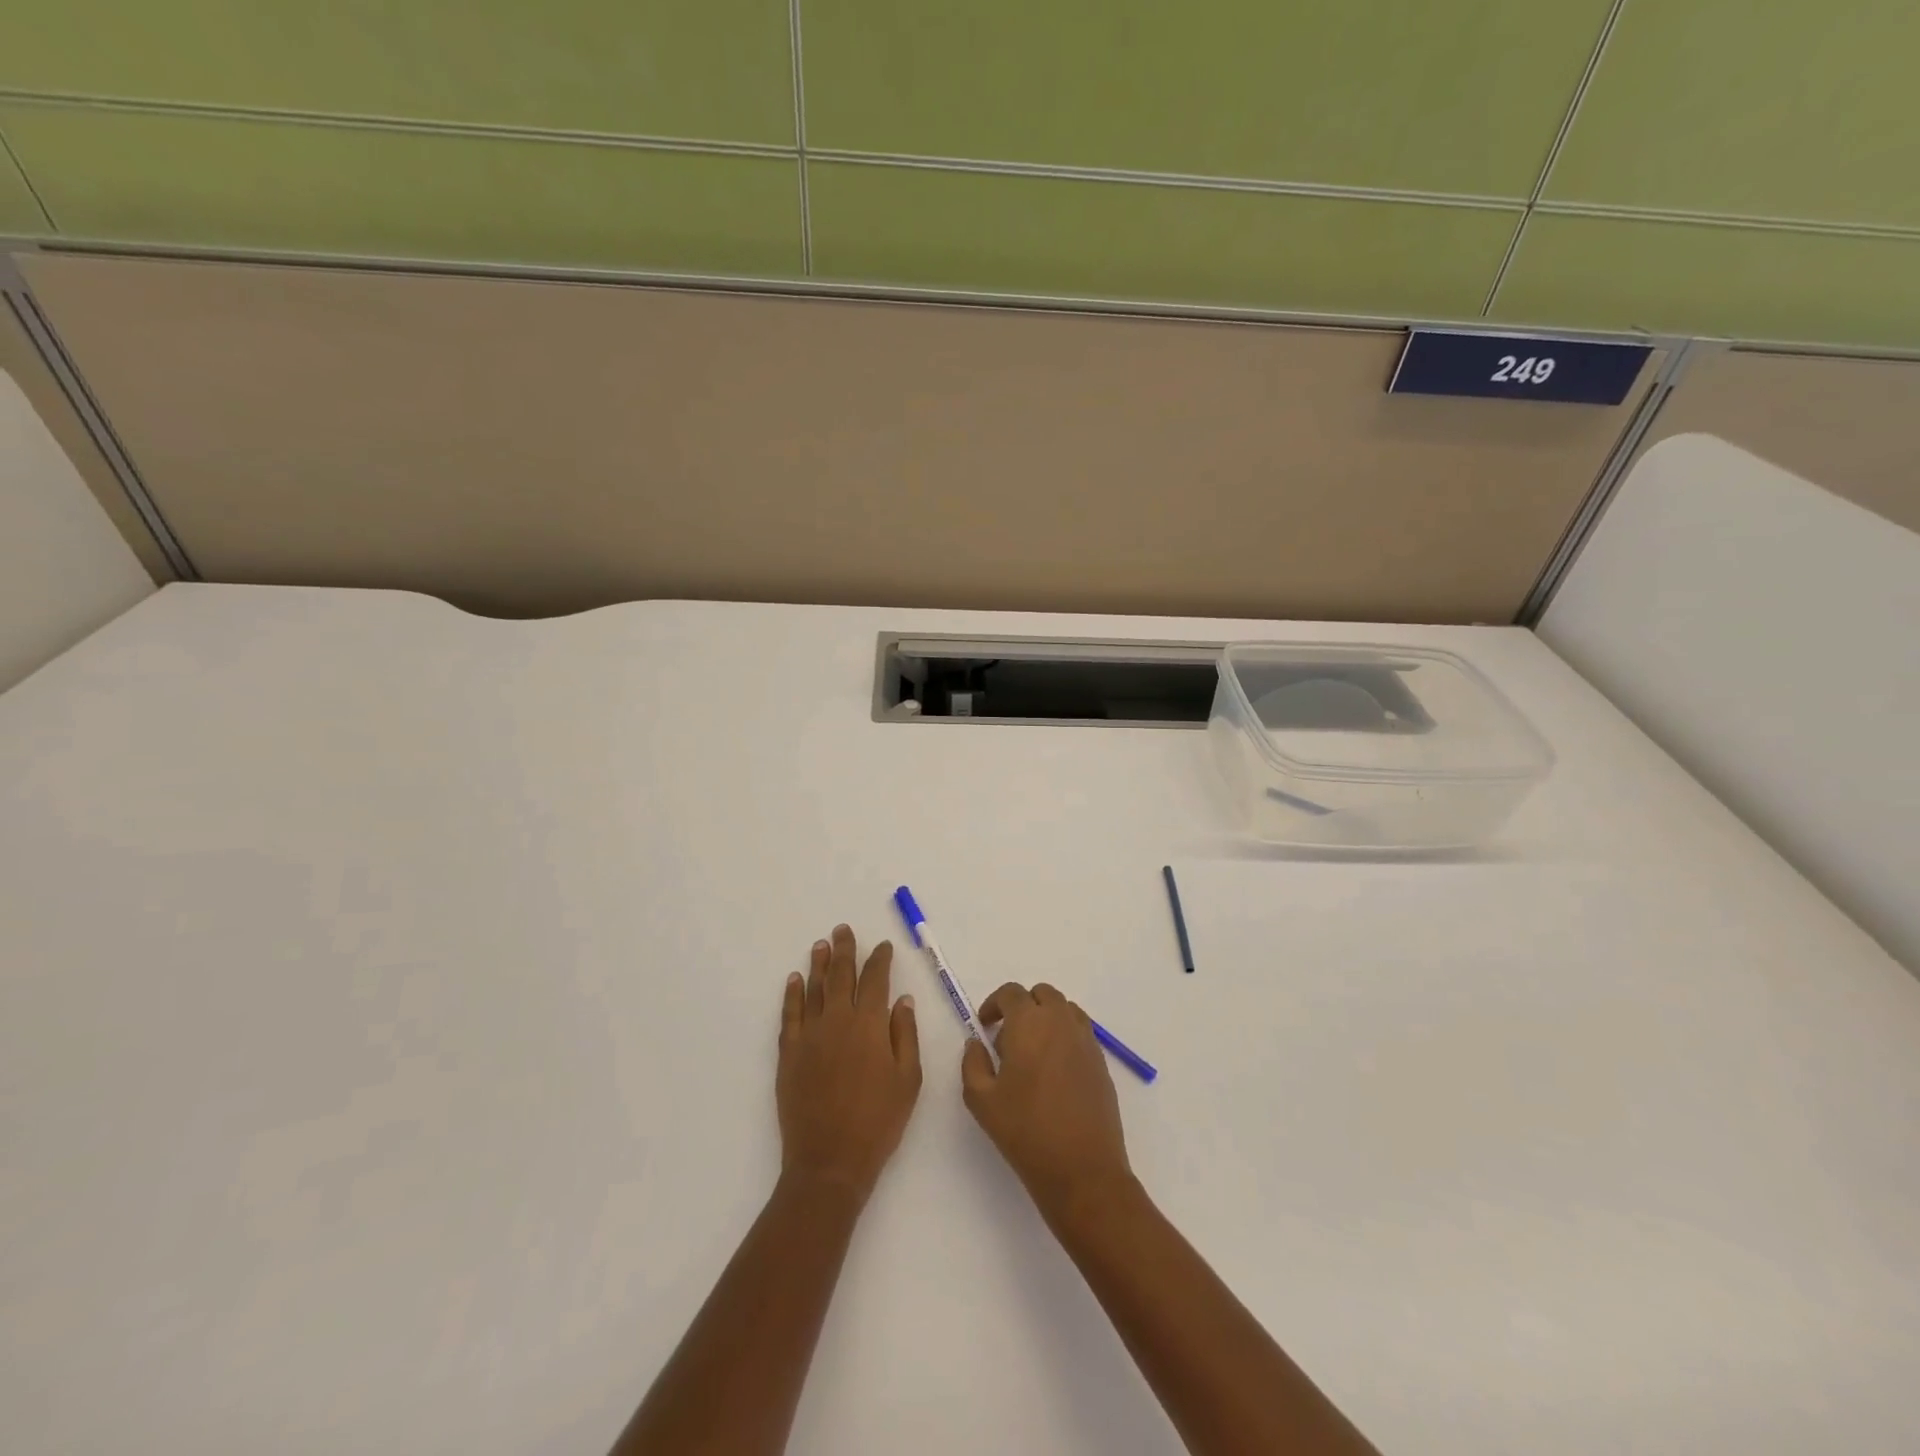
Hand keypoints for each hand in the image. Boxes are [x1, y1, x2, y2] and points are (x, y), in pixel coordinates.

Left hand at [777, 925, 921, 1203]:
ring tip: (821, 944)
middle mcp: (839, 1020)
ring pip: (814, 989)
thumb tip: (902, 1000)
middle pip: (841, 975)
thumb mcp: (908, 1080)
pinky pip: (790, 1014)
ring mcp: (810, 1035)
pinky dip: (792, 994)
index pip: (876, 980)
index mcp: (871, 1025)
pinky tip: (795, 980)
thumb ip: (906, 1035)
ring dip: (818, 964)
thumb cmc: (878, 1122)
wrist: (829, 1161)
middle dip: (845, 950)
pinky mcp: (789, 1053)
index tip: (883, 947)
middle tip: (843, 930)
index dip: (880, 960)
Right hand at [962, 983, 1133, 1221]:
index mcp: (1029, 1023)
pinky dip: (1065, 1037)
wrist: (1082, 1170)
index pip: (1011, 993)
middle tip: (1008, 1039)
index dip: (994, 1004)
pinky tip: (1054, 1072)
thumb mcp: (981, 1100)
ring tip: (1033, 1054)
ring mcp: (1086, 1040)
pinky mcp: (1101, 1061)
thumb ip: (972, 1063)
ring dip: (1046, 1019)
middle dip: (1022, 1007)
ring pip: (1064, 1009)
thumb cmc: (1026, 1132)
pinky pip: (1080, 1032)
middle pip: (1041, 995)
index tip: (984, 1026)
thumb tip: (976, 1043)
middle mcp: (1060, 1021)